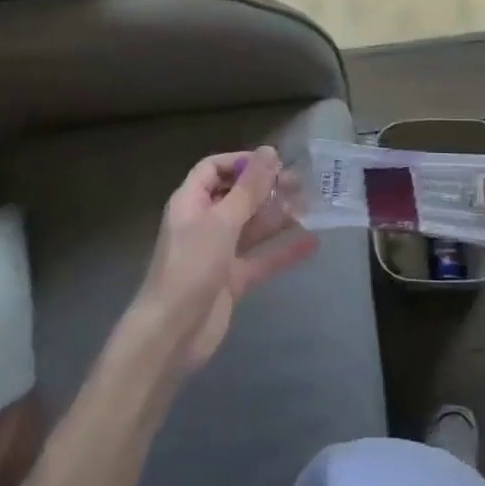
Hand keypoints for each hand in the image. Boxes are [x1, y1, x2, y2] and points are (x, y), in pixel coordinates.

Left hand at [128, 147, 317, 375]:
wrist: (172, 334)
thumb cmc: (191, 267)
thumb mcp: (222, 222)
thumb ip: (248, 188)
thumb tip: (269, 151)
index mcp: (191, 202)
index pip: (213, 169)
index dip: (241, 162)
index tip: (273, 161)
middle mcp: (204, 223)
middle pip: (236, 196)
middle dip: (266, 188)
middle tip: (301, 183)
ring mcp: (219, 253)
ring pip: (252, 227)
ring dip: (278, 216)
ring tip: (311, 205)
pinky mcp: (232, 280)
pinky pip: (261, 258)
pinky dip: (283, 251)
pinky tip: (312, 242)